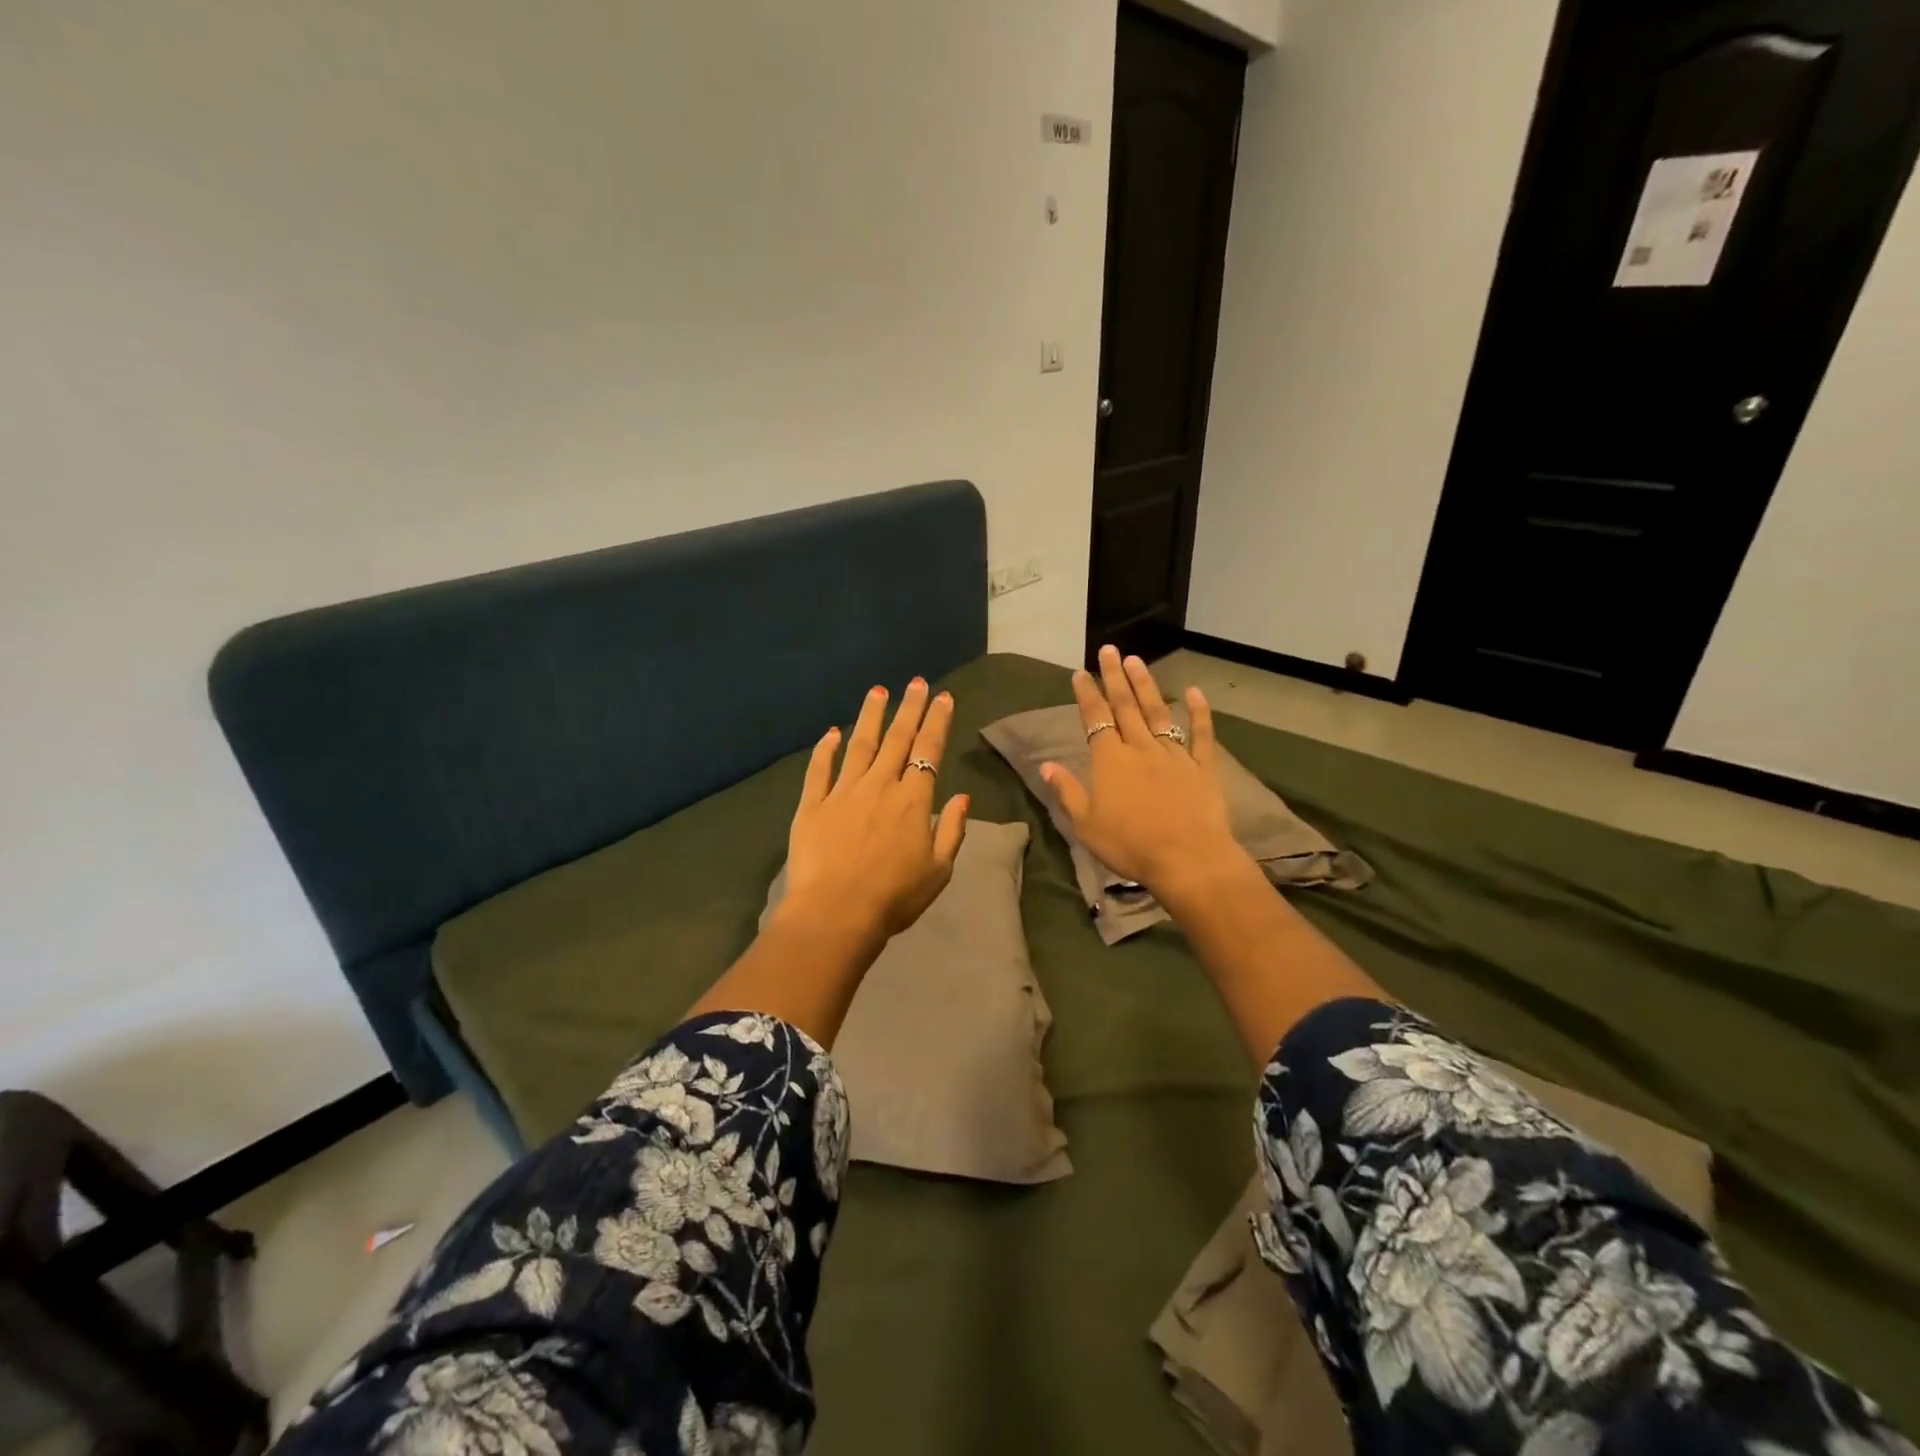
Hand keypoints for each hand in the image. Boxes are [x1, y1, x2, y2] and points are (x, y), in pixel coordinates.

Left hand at [778, 677, 970, 949]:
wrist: (836, 913)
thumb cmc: (895, 896)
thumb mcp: (939, 870)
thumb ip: (953, 830)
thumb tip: (962, 797)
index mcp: (913, 800)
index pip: (929, 750)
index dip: (937, 721)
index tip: (943, 697)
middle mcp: (879, 785)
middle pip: (897, 739)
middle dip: (909, 708)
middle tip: (916, 682)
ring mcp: (842, 792)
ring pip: (859, 745)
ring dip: (870, 716)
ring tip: (878, 691)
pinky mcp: (812, 806)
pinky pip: (819, 770)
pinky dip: (825, 749)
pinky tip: (830, 732)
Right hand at [1041, 646, 1248, 905]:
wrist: (1187, 858)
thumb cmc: (1129, 844)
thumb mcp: (1085, 824)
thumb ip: (1068, 791)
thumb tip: (1046, 765)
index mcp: (1110, 760)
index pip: (1095, 719)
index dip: (1087, 694)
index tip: (1080, 672)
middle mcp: (1140, 748)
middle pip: (1125, 706)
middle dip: (1114, 677)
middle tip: (1109, 650)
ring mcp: (1174, 755)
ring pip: (1157, 713)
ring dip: (1146, 686)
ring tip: (1136, 661)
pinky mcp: (1202, 767)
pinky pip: (1200, 735)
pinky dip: (1198, 713)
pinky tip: (1194, 692)